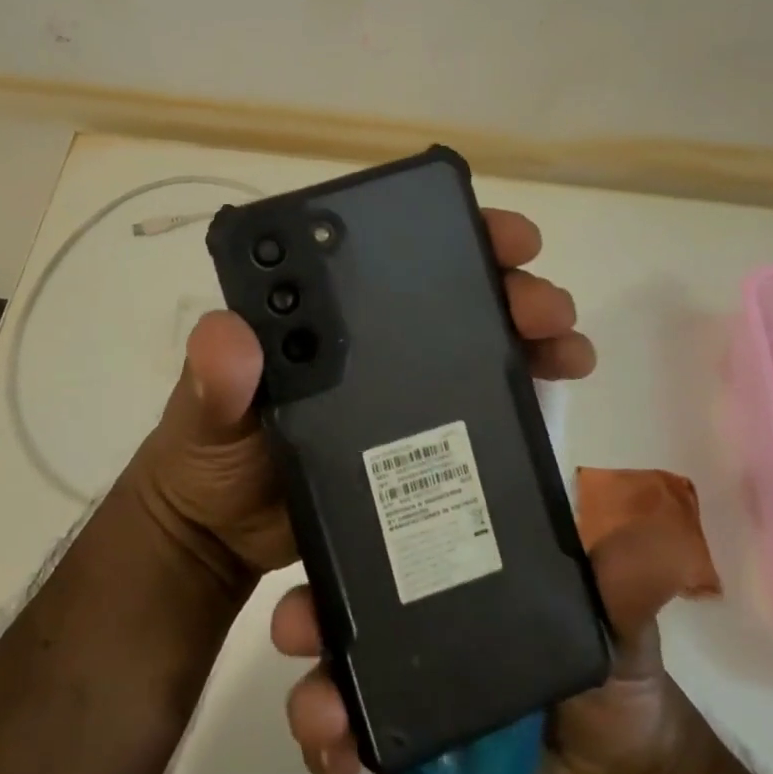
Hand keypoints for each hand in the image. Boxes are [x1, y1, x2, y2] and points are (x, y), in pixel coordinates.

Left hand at [124, 207, 597, 592]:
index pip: (389, 253)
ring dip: (530, 332)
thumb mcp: (205, 415)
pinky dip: (522, 391)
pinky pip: (481, 405)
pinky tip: (554, 394)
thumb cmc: (209, 459)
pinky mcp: (420, 440)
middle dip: (506, 283)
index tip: (496, 235)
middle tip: (542, 303)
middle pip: (451, 291)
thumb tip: (228, 337)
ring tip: (567, 346)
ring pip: (479, 340)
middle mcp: (370, 336)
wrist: (221, 540)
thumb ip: (213, 381)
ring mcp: (401, 387)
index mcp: (321, 314)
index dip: (446, 233)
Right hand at [270, 513, 721, 773]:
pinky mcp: (402, 731)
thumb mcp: (617, 616)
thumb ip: (624, 583)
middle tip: (298, 624)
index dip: (352, 516)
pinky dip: (329, 745)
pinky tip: (335, 762)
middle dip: (310, 604)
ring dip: (311, 685)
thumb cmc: (611, 672)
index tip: (320, 516)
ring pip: (336, 663)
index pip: (394, 524)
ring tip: (320, 717)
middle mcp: (417, 606)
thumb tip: (654, 540)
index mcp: (456, 559)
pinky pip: (349, 730)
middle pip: (346, 593)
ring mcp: (404, 670)